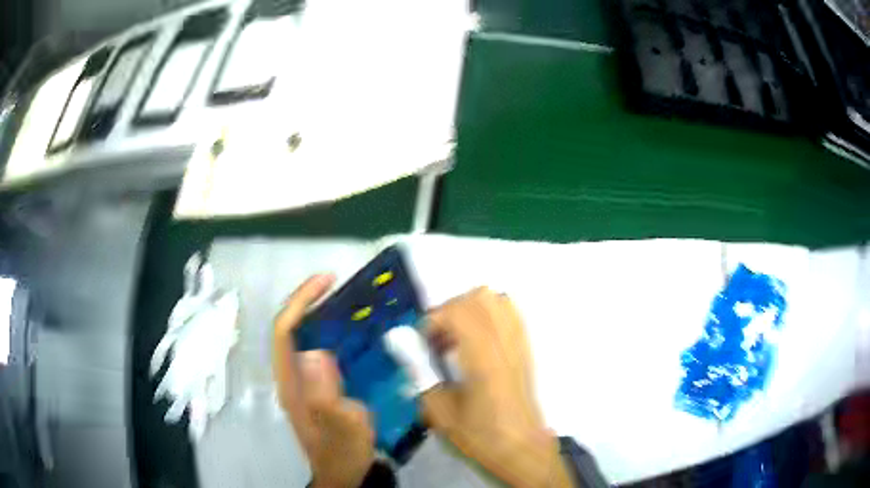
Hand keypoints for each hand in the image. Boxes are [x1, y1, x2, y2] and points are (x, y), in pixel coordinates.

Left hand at [273, 275, 374, 487]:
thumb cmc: (342, 451)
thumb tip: (314, 351)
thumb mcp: (341, 426)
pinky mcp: (316, 388)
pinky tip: (354, 337)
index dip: (301, 301)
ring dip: (320, 316)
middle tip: (340, 288)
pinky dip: (331, 335)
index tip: (327, 280)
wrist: (344, 474)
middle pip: (290, 329)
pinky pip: (318, 351)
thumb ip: (325, 393)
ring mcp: (303, 382)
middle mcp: (291, 376)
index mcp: (291, 381)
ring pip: (303, 338)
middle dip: (309, 302)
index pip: (284, 329)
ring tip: (349, 305)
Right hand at [421, 288, 572, 487]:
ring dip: (470, 309)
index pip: (458, 312)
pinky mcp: (525, 349)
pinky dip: (488, 315)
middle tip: (437, 338)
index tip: (423, 343)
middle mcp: (505, 343)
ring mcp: (519, 343)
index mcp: (484, 358)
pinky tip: (476, 340)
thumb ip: (420, 374)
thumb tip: (402, 346)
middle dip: (450, 310)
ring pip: (497, 300)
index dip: (433, 320)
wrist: (521, 449)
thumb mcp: (440, 413)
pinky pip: (509, 314)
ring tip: (456, 336)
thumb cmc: (480, 436)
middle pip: (479, 297)